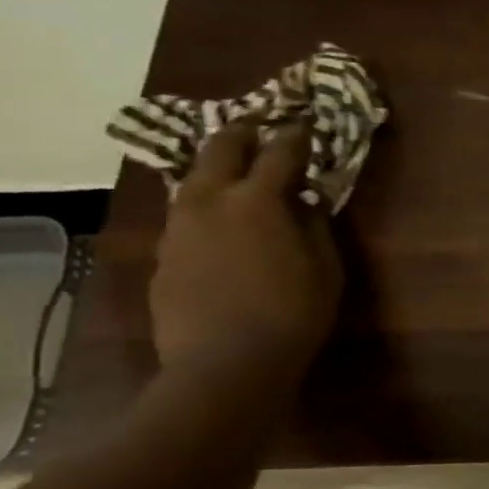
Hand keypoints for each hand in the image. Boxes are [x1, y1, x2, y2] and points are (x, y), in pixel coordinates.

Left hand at [150, 123, 343, 383]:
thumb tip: (307, 199)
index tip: (308, 124)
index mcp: (257, 200)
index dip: (296, 135)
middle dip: (244, 134)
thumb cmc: (293, 315)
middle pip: (221, 149)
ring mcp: (179, 227)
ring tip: (237, 175)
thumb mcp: (326, 269)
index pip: (280, 152)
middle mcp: (210, 201)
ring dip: (217, 170)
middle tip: (261, 130)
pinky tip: (220, 228)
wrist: (224, 364)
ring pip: (194, 181)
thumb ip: (316, 226)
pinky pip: (185, 217)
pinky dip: (206, 209)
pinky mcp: (163, 255)